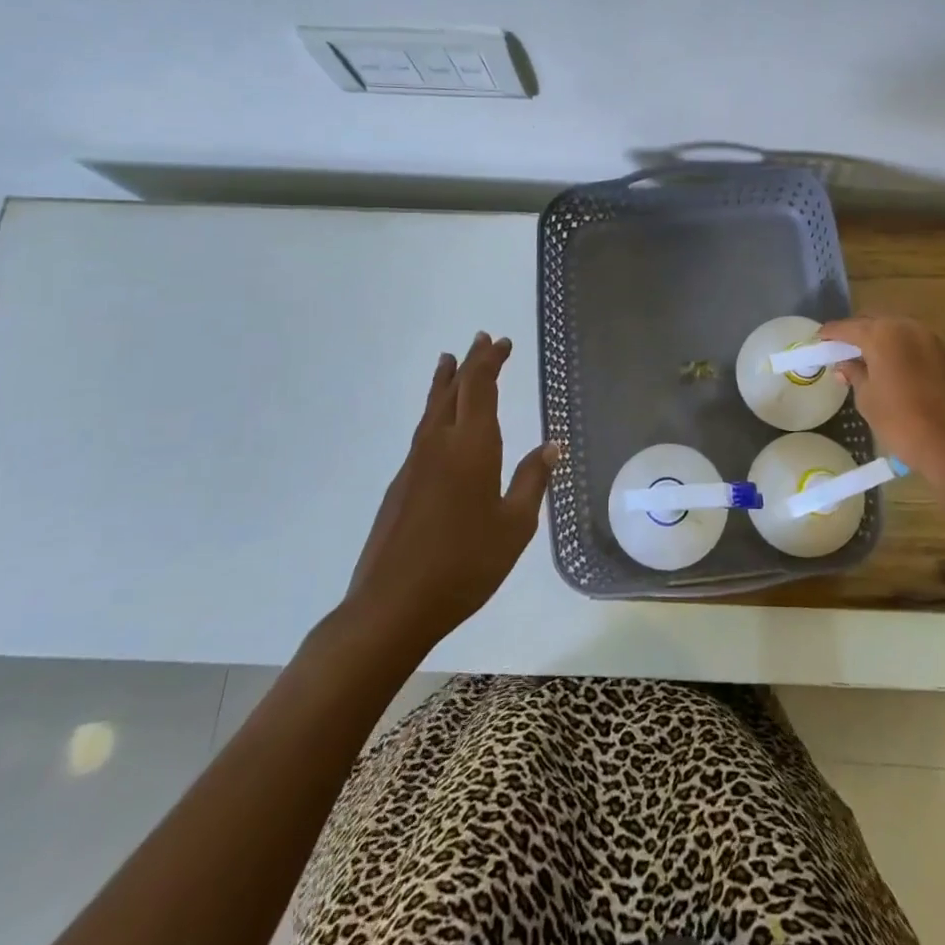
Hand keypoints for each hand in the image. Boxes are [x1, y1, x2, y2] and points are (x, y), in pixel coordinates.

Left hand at [335, 332, 555, 653]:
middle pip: (453, 389)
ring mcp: (415, 463)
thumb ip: (532, 481)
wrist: (392, 605)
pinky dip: (436, 410)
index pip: (479, 387)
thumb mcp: (515, 526)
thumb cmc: (465, 564)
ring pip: (432, 408)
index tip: (501, 342)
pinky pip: (423, 431)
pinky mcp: (400, 484)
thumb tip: (552, 445)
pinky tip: (440, 423)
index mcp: (472, 447)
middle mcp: (439, 444)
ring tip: (449, 361)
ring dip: (446, 382)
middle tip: (482, 339)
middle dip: (470, 362)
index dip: (490, 360)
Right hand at [819, 315, 944, 482]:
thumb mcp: (867, 398)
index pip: (849, 328)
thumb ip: (854, 374)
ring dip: (884, 340)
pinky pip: (920, 345)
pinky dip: (905, 351)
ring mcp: (933, 340)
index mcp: (882, 335)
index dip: (832, 333)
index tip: (820, 338)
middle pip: (876, 323)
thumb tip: (845, 366)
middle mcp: (908, 328)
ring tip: (872, 358)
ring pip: (900, 331)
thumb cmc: (900, 421)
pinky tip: (899, 369)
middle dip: (859, 333)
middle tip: (844, 349)